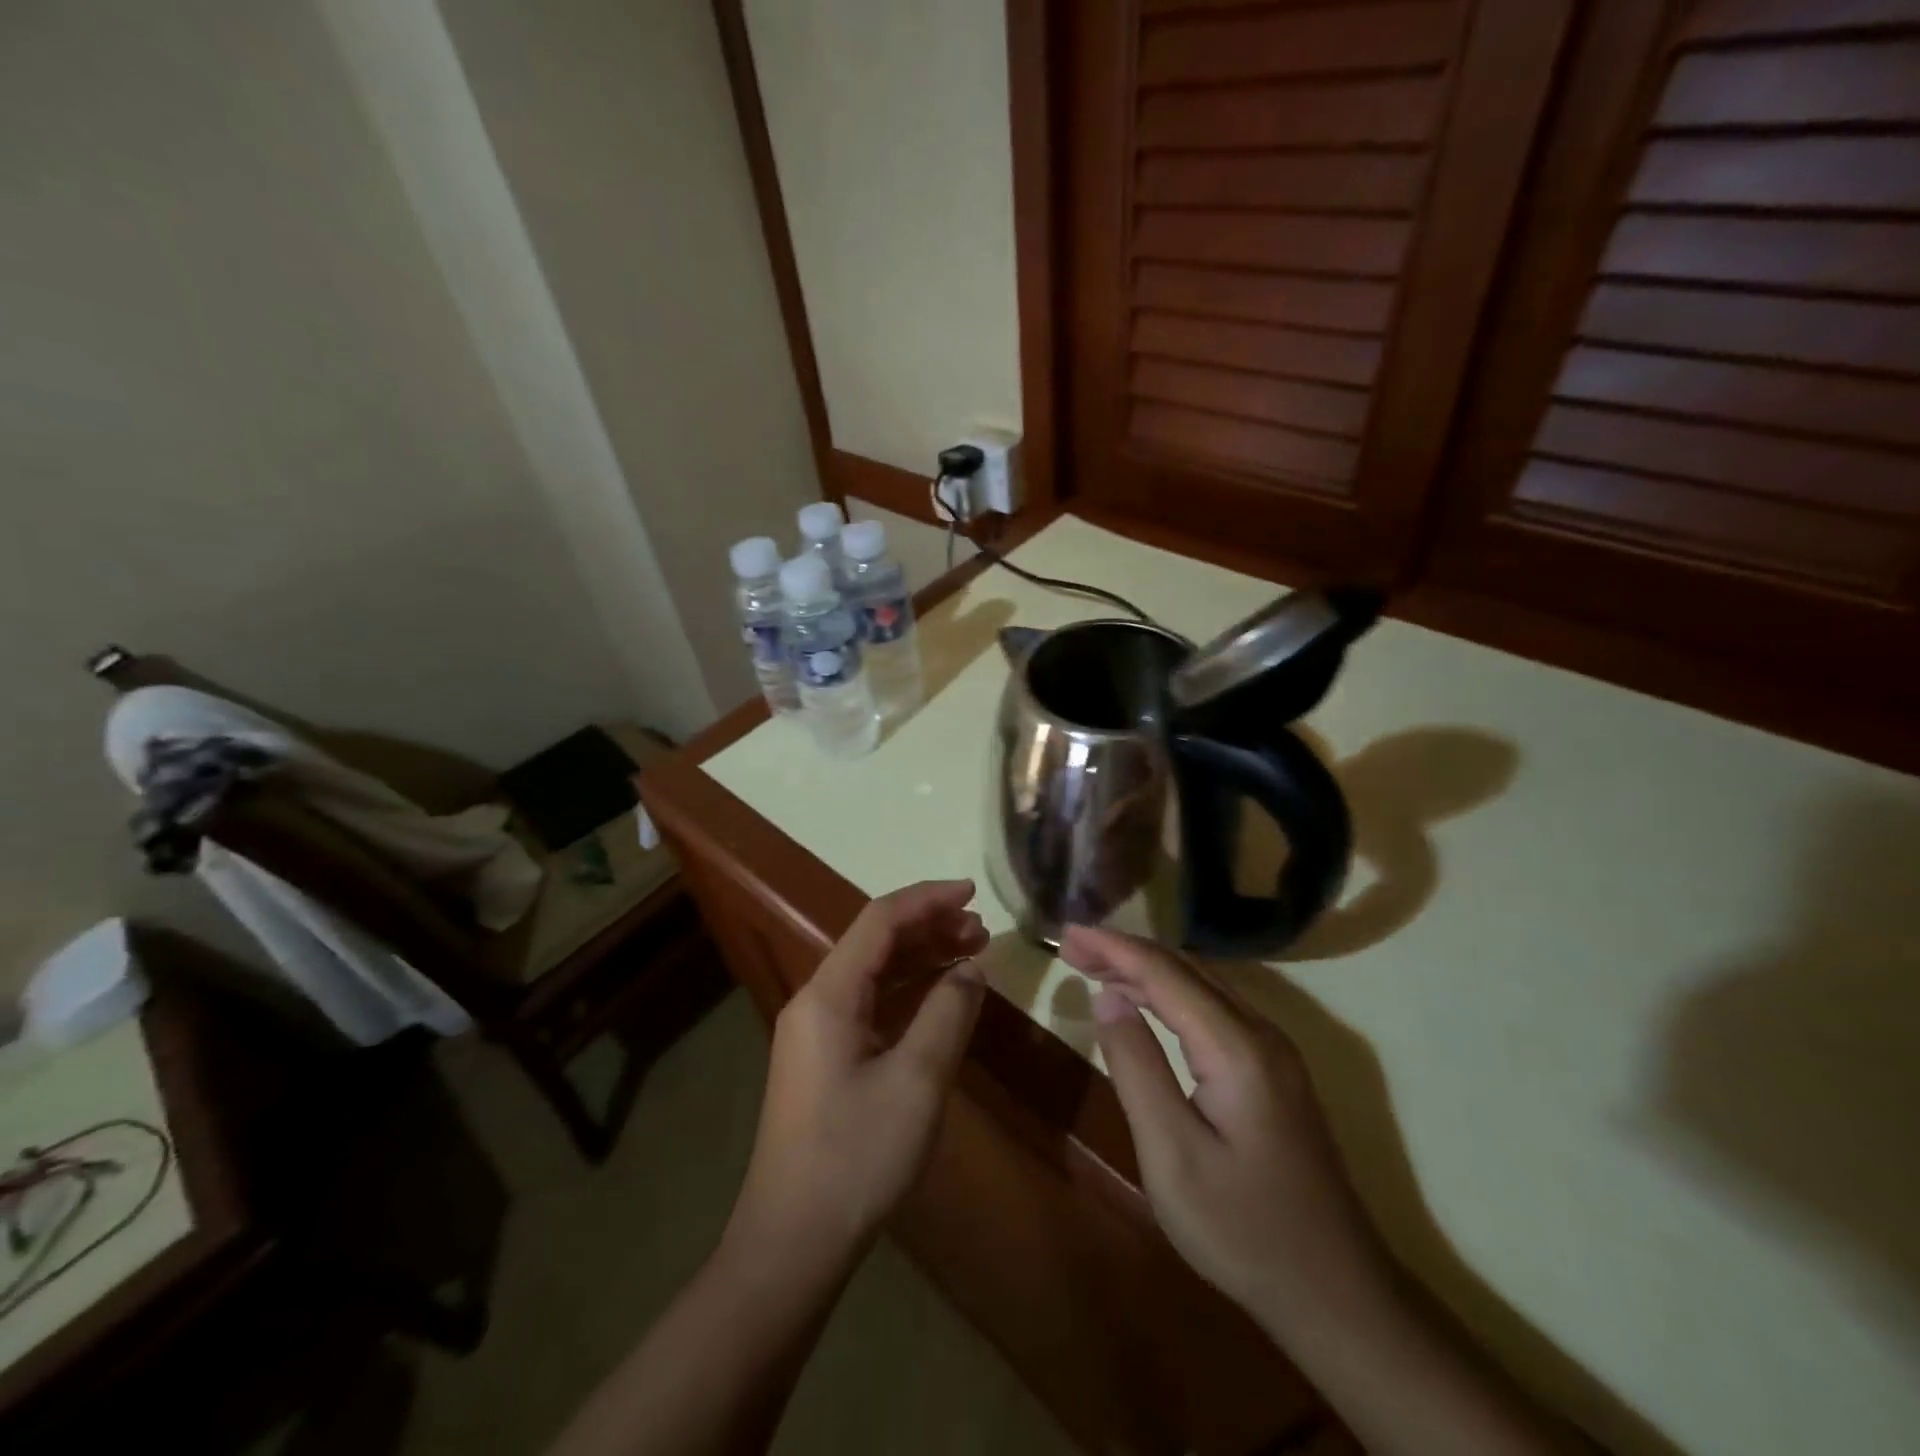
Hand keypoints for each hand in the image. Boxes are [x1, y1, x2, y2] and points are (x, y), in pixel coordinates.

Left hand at [728, 881, 989, 1262]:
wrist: (792, 1242)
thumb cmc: (856, 1156)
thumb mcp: (916, 1081)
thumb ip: (947, 1013)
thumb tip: (969, 968)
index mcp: (829, 994)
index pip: (880, 920)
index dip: (928, 899)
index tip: (973, 892)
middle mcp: (817, 1000)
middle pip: (876, 942)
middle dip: (929, 927)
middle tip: (982, 929)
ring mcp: (818, 1031)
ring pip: (875, 973)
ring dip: (921, 958)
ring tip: (971, 952)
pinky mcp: (826, 1059)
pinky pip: (871, 1005)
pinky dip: (909, 992)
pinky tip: (941, 997)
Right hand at [1061, 926, 1389, 1339]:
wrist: (1337, 1294)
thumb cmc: (1242, 1229)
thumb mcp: (1172, 1154)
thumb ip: (1137, 1066)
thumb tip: (1108, 996)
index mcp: (1236, 1047)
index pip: (1164, 973)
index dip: (1113, 947)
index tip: (1066, 932)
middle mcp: (1261, 1032)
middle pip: (1185, 968)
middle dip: (1126, 950)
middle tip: (1072, 948)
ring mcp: (1274, 1051)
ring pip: (1203, 984)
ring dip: (1148, 969)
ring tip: (1096, 967)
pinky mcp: (1275, 1071)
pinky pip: (1215, 1007)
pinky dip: (1171, 993)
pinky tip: (1147, 1004)